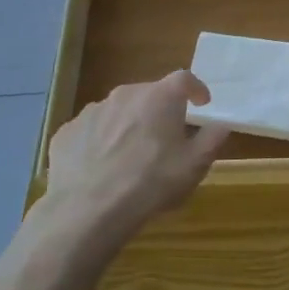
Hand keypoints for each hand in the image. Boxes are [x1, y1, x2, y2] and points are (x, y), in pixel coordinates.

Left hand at [43, 72, 230, 236]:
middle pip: (149, 94)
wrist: (87, 211)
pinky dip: (99, 142)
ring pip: (118, 112)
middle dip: (159, 111)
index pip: (184, 79)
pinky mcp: (66, 132)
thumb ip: (212, 139)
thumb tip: (221, 124)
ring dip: (128, 126)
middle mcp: (125, 94)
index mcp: (160, 97)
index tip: (201, 104)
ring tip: (130, 157)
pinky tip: (100, 169)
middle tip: (165, 138)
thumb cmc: (150, 183)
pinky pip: (91, 131)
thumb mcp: (194, 166)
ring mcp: (92, 111)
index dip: (196, 89)